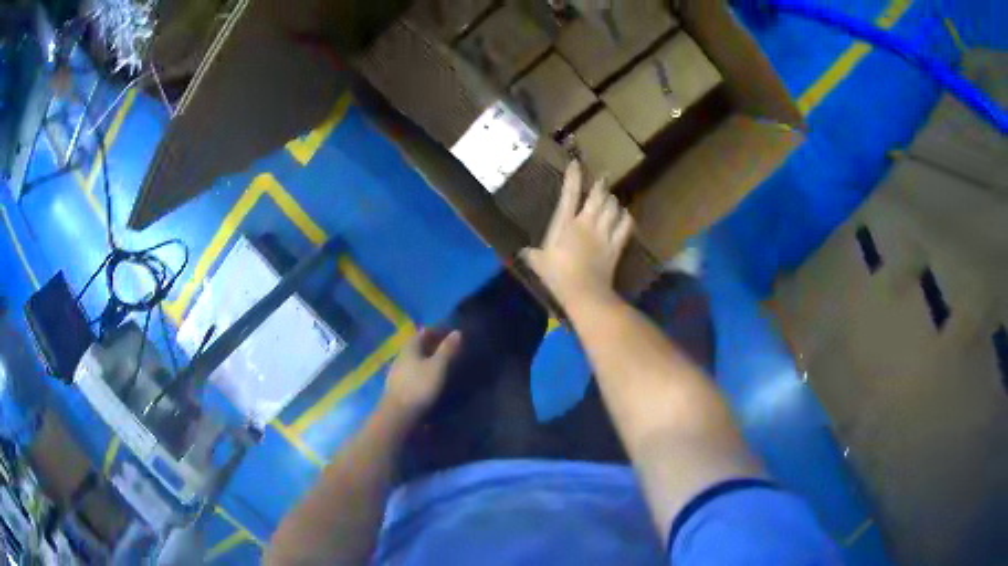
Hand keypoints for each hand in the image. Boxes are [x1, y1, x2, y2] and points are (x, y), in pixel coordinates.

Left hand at [382, 328, 461, 419]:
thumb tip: (457, 332)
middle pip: (419, 345)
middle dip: (434, 344)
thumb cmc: (419, 386)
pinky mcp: (398, 384)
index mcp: (410, 347)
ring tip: (442, 362)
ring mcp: (397, 370)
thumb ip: (447, 349)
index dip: (438, 331)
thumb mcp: (437, 366)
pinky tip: (429, 376)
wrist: (398, 413)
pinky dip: (423, 368)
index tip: (451, 334)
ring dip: (428, 357)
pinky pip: (413, 369)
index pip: (424, 332)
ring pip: (415, 358)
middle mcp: (401, 355)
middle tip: (449, 348)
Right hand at [523, 161, 633, 304]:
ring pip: (613, 207)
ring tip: (612, 198)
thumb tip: (523, 252)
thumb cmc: (557, 275)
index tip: (577, 163)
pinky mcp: (616, 245)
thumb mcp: (538, 263)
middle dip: (600, 184)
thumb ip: (532, 255)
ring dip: (613, 200)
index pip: (570, 193)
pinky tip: (624, 216)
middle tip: (602, 177)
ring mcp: (604, 233)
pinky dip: (625, 218)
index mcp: (565, 223)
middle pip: (597, 196)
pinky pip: (625, 225)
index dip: (574, 176)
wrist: (584, 291)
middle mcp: (587, 222)